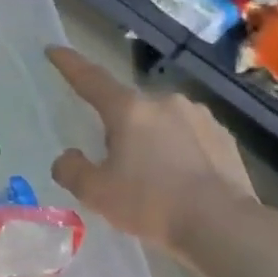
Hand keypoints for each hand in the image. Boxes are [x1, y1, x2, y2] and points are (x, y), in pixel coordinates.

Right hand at [47, 46, 255, 255]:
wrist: (224, 226)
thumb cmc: (151, 204)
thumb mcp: (96, 193)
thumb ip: (71, 170)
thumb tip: (68, 157)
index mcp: (129, 109)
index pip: (90, 79)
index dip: (69, 64)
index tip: (53, 50)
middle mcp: (165, 102)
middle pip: (128, 107)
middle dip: (117, 126)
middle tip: (112, 161)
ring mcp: (199, 116)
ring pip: (160, 121)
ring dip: (149, 138)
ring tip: (150, 176)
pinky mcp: (224, 136)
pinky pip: (188, 136)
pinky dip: (177, 150)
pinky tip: (180, 180)